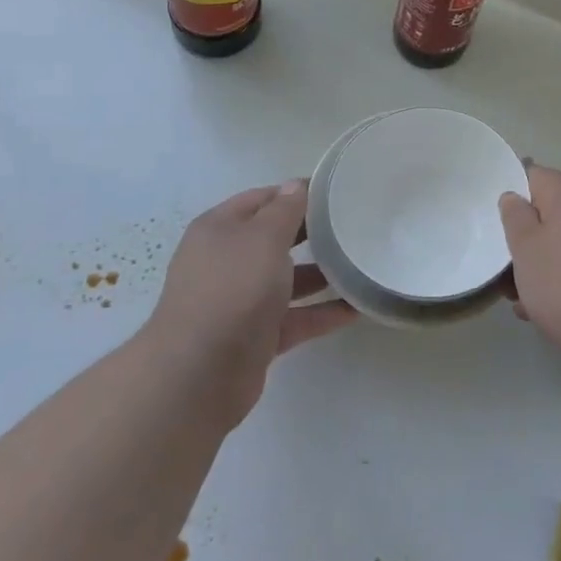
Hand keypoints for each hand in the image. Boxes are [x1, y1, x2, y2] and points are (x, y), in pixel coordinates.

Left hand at [144, 182, 355, 427]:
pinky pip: (293, 317)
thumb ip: (285, 210)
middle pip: (274, 239)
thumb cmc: (233, 289)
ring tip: (361, 264)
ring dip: (320, 274)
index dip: (296, 193)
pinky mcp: (254, 337)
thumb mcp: (264, 238)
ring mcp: (238, 301)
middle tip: (353, 226)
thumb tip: (296, 185)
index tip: (336, 193)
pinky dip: (320, 312)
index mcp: (220, 228)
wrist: (199, 374)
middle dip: (311, 233)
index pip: (262, 199)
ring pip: (285, 280)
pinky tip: (356, 308)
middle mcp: (226, 261)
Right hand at [499, 165, 560, 378]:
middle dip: (528, 235)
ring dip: (546, 259)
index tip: (496, 221)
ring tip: (524, 296)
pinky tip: (552, 308)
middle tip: (506, 266)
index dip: (512, 193)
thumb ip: (515, 216)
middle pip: (552, 209)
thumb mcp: (525, 249)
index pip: (534, 175)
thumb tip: (514, 196)